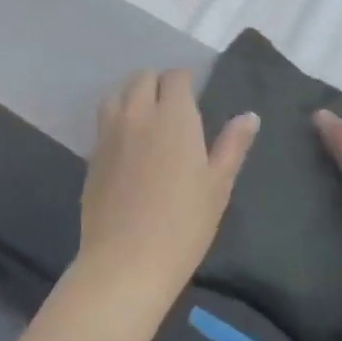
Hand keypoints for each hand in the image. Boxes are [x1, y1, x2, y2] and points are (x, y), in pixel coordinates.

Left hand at [79, 69, 259, 302]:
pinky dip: (116, 117)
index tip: (193, 95)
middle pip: (143, 77)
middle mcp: (139, 114)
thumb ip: (232, 145)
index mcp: (174, 117)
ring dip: (132, 93)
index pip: (175, 77)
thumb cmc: (183, 225)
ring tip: (145, 113)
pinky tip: (126, 140)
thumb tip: (249, 116)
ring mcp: (110, 133)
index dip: (185, 81)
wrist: (126, 263)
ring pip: (117, 92)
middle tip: (172, 106)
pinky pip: (104, 120)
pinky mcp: (92, 154)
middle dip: (158, 83)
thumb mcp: (218, 186)